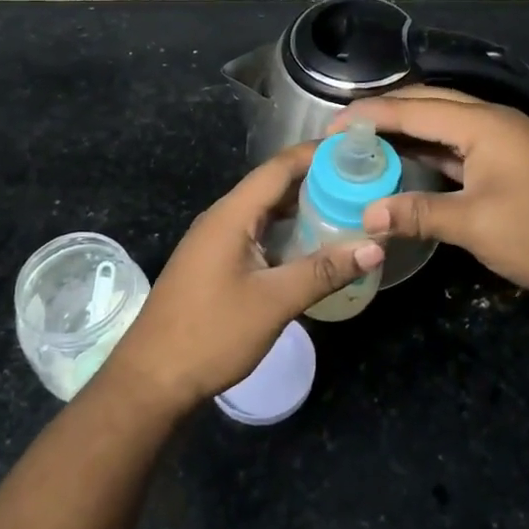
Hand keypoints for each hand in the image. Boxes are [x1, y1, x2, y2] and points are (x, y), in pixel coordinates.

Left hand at [100, 143, 384, 418]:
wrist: (152, 379)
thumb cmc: (212, 334)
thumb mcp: (274, 302)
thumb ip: (324, 271)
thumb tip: (375, 246)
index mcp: (232, 215)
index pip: (279, 167)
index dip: (316, 154)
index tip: (356, 150)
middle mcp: (222, 218)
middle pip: (273, 186)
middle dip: (316, 180)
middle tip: (361, 182)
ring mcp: (215, 242)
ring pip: (265, 213)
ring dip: (302, 208)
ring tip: (346, 209)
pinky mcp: (215, 264)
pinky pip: (257, 235)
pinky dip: (286, 233)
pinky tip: (312, 248)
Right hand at [336, 87, 528, 305]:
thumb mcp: (476, 225)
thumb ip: (418, 214)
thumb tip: (367, 216)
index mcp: (484, 124)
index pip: (415, 108)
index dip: (371, 114)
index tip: (332, 125)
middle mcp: (494, 121)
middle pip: (430, 103)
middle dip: (387, 111)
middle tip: (346, 129)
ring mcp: (506, 140)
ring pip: (446, 122)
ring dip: (409, 128)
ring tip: (368, 140)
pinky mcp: (512, 161)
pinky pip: (461, 144)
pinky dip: (431, 148)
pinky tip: (409, 160)